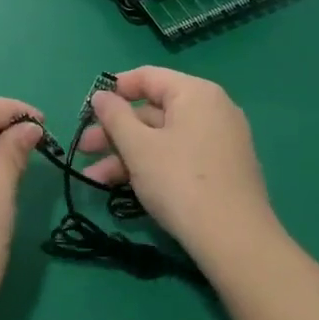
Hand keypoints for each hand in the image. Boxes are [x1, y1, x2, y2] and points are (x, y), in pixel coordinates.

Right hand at [79, 67, 275, 261]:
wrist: (235, 242)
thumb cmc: (180, 182)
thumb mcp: (138, 147)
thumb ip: (115, 116)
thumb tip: (101, 95)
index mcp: (196, 93)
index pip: (148, 77)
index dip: (114, 89)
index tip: (88, 108)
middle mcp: (212, 110)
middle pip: (152, 111)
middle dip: (114, 131)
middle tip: (83, 149)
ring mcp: (220, 141)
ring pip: (162, 138)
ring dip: (125, 155)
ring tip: (93, 179)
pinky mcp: (221, 170)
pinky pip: (178, 156)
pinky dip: (150, 166)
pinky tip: (122, 188)